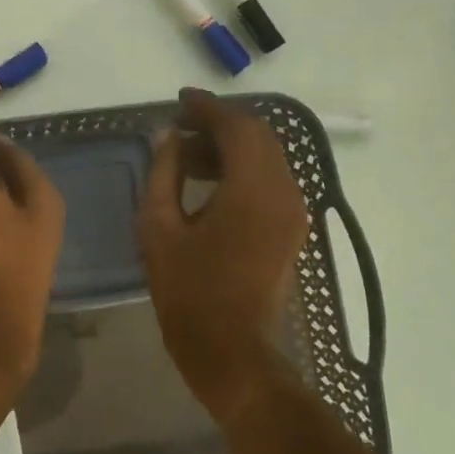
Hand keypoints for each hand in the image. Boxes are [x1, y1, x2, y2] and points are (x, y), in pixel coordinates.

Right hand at [139, 89, 309, 422]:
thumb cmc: (189, 293)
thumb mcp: (160, 228)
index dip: (206, 108)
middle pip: (258, 136)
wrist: (232, 353)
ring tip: (186, 158)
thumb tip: (167, 136)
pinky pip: (271, 181)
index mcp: (252, 189)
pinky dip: (242, 169)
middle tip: (179, 128)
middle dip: (219, 124)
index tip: (178, 101)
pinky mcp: (292, 229)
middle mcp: (284, 192)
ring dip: (230, 147)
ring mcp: (294, 212)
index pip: (236, 126)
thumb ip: (164, 173)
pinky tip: (209, 183)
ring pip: (267, 157)